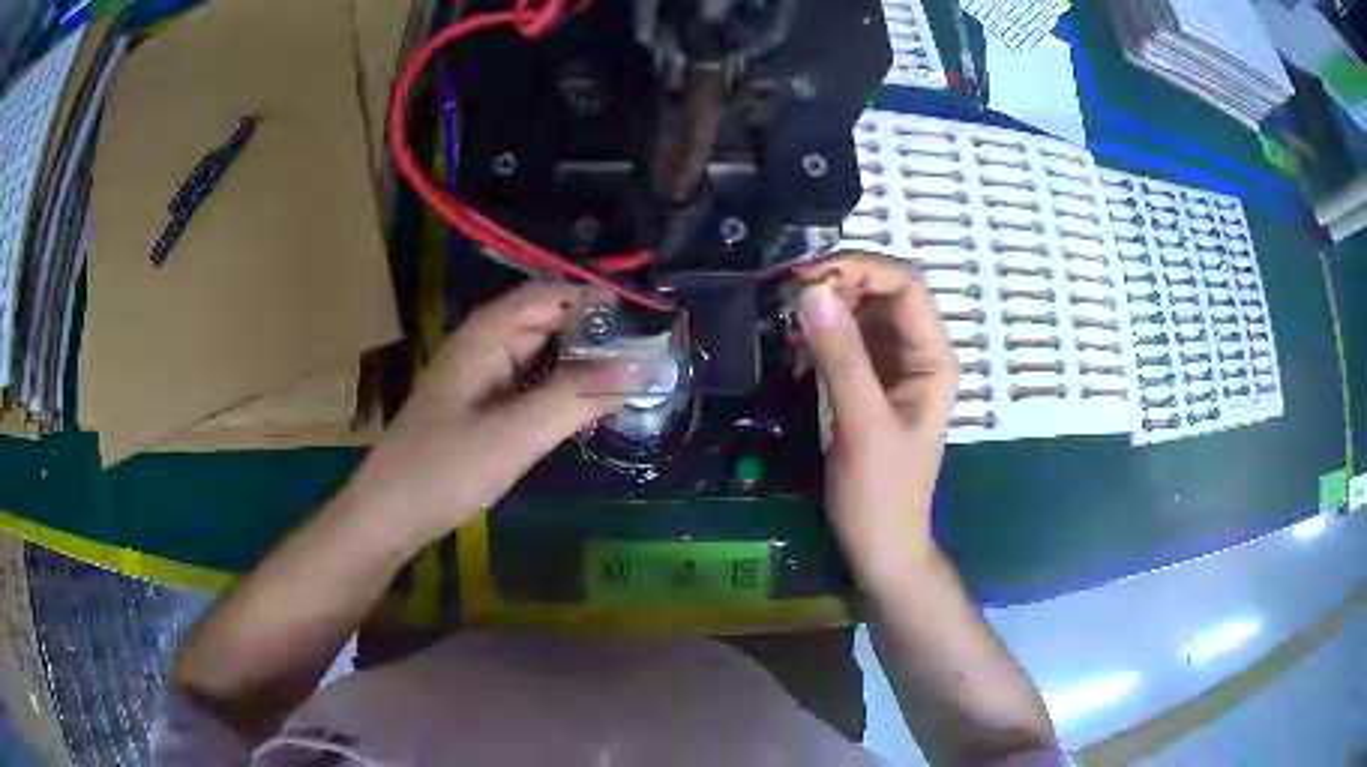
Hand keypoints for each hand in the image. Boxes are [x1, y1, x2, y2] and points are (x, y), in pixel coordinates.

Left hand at [341, 281, 637, 550]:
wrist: (391, 513)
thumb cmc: (445, 469)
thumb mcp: (515, 434)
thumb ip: (576, 397)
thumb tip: (642, 365)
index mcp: (487, 333)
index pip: (552, 294)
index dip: (599, 300)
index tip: (650, 321)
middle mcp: (487, 344)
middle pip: (551, 320)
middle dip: (598, 333)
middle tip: (655, 356)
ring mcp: (485, 375)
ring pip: (545, 353)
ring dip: (584, 362)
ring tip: (636, 378)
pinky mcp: (486, 405)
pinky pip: (534, 383)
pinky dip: (565, 388)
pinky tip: (592, 405)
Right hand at [794, 253, 958, 589]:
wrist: (879, 546)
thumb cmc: (881, 495)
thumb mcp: (863, 426)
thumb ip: (841, 358)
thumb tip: (811, 291)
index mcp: (933, 358)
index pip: (905, 287)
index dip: (861, 269)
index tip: (807, 278)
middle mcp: (916, 353)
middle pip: (882, 292)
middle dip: (837, 281)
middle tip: (784, 290)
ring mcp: (891, 367)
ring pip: (861, 311)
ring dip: (825, 303)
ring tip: (781, 307)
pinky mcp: (867, 382)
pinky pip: (845, 338)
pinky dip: (820, 329)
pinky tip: (793, 336)